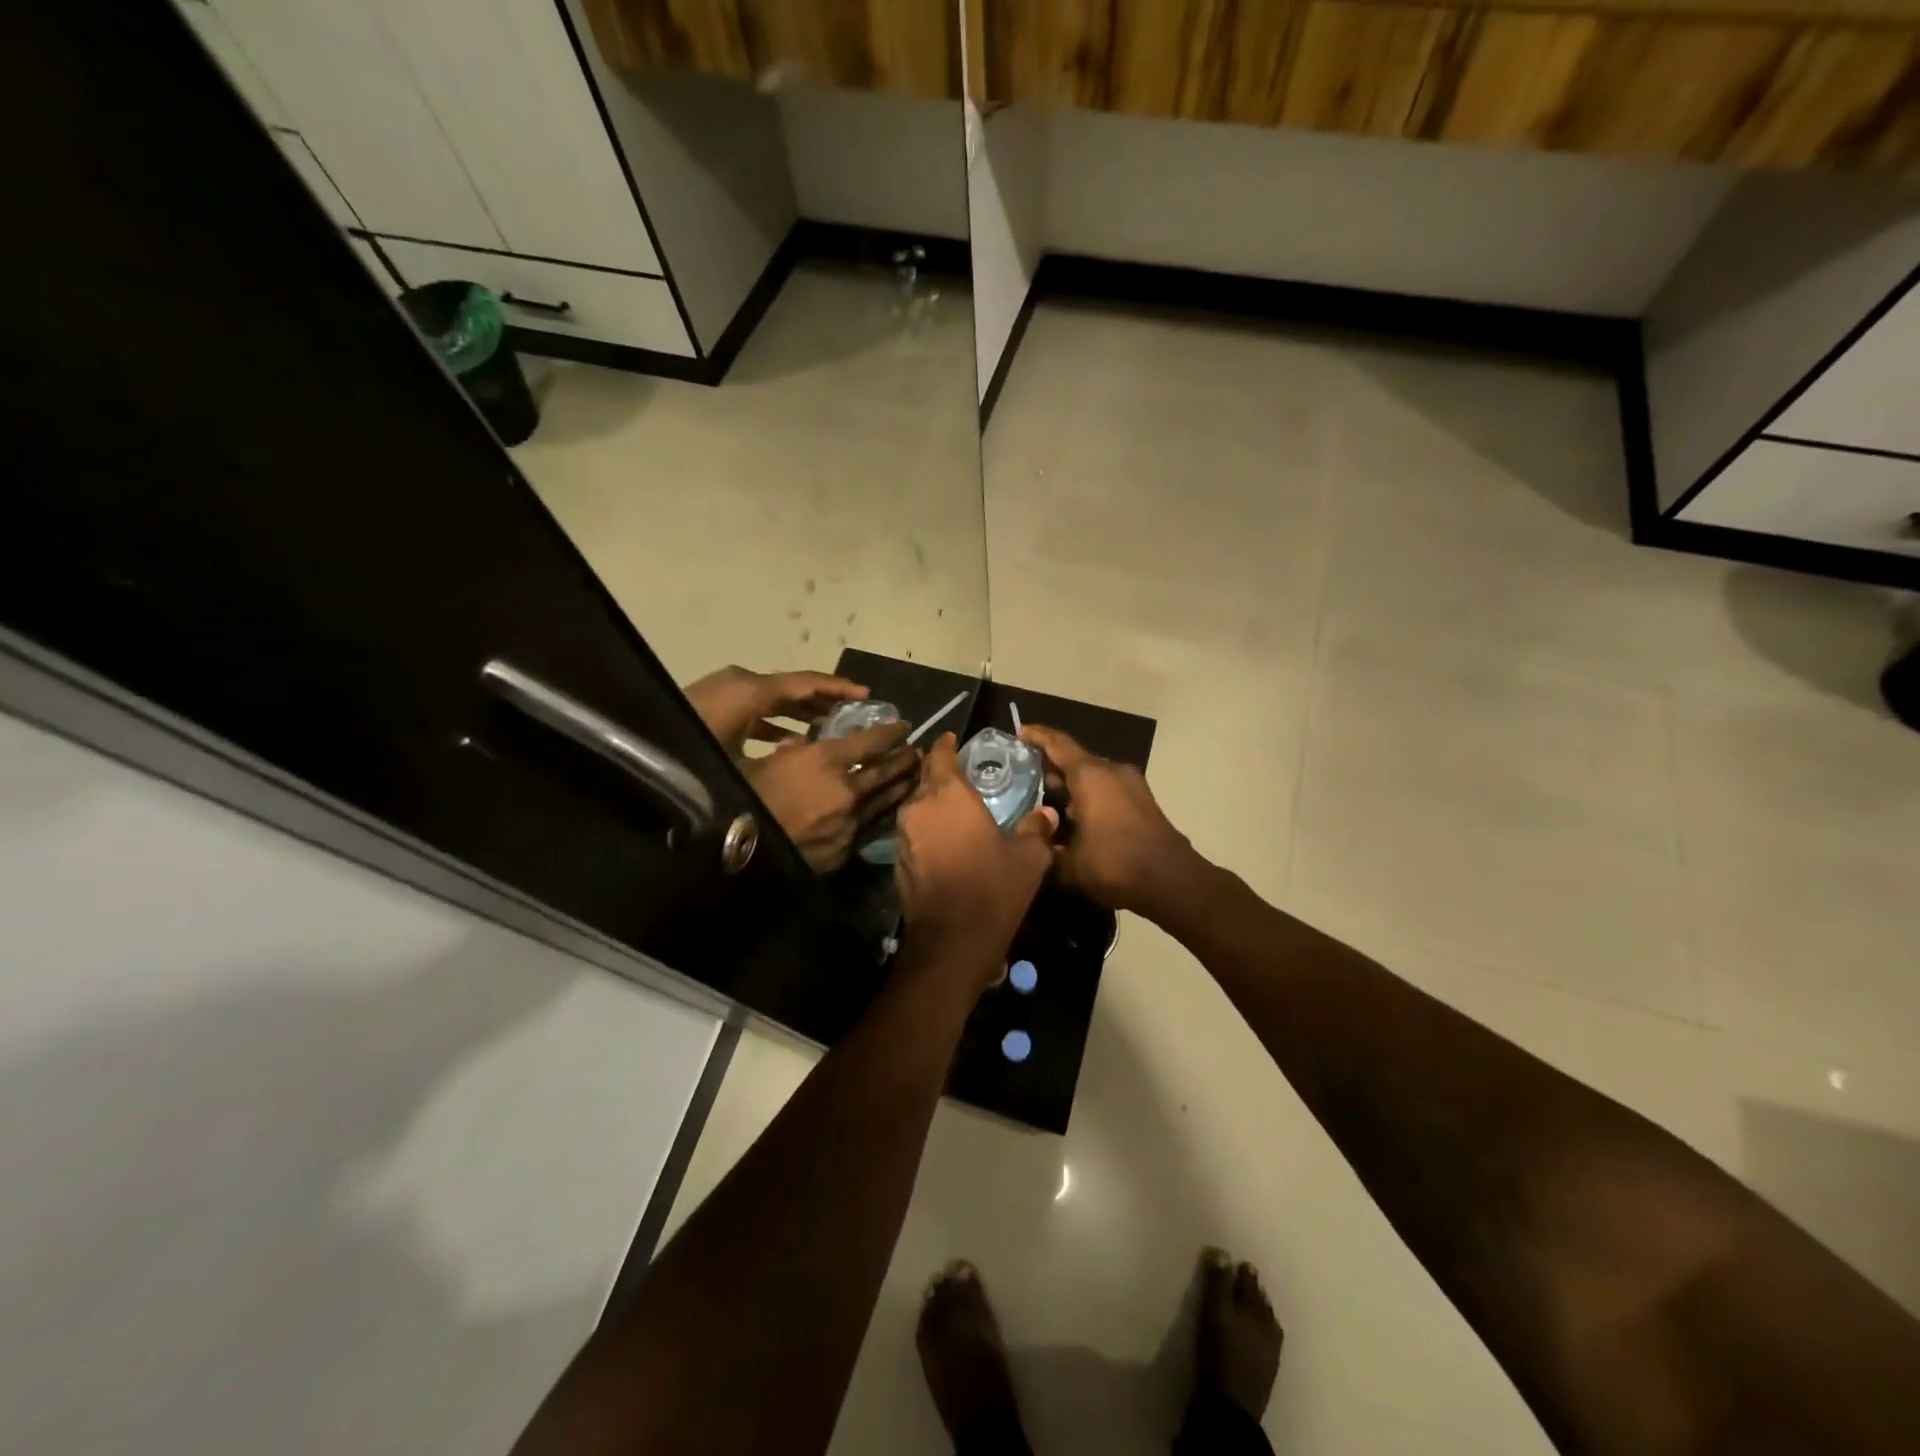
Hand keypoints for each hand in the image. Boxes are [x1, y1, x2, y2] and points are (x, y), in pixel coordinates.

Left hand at [682, 666, 867, 757]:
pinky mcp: (712, 709)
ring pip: (773, 699)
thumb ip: (785, 757)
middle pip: (791, 688)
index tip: (867, 697)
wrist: (634, 754)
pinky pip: (756, 710)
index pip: (804, 684)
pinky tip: (790, 742)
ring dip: (800, 712)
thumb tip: (819, 757)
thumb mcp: (742, 767)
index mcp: (749, 692)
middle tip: (853, 716)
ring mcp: (723, 695)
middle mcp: (739, 686)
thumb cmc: (691, 762)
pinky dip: (776, 721)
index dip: (838, 689)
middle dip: (823, 701)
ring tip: (829, 729)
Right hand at [745, 720, 917, 872]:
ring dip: (902, 785)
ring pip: (887, 800)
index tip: (903, 726)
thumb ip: (790, 752)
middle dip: (904, 758)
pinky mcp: (847, 849)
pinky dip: (885, 814)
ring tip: (913, 777)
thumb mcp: (765, 762)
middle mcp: (848, 790)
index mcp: (826, 761)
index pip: (871, 741)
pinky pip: (873, 826)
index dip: (891, 732)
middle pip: (887, 771)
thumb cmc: (745, 798)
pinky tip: (891, 810)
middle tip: (915, 751)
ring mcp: (851, 822)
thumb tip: (801, 746)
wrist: (739, 854)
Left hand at [894, 733, 1056, 983]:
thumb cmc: (993, 888)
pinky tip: (945, 841)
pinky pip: (913, 833)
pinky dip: (926, 830)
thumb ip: (1036, 829)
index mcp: (948, 794)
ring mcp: (902, 835)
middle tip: (963, 777)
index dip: (947, 745)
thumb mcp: (1028, 858)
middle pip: (925, 779)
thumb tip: (1047, 814)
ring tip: (956, 809)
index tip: (956, 740)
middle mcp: (918, 807)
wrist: (951, 942)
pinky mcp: (897, 861)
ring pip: (916, 806)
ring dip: (933, 804)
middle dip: (940, 774)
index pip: (939, 754)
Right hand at [1021, 724, 1199, 918]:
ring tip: (1045, 796)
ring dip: (1071, 782)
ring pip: (1092, 774)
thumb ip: (1046, 848)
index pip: (1058, 744)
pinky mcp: (1142, 801)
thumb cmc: (1115, 865)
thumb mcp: (1069, 863)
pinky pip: (1107, 788)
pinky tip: (1073, 816)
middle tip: (1024, 774)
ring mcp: (1131, 784)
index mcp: (1090, 776)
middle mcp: (1111, 771)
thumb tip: (1035, 839)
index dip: (1037, 736)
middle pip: (1075, 758)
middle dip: (1051, 764)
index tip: (1019, 731)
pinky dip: (1088, 793)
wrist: (1172, 882)